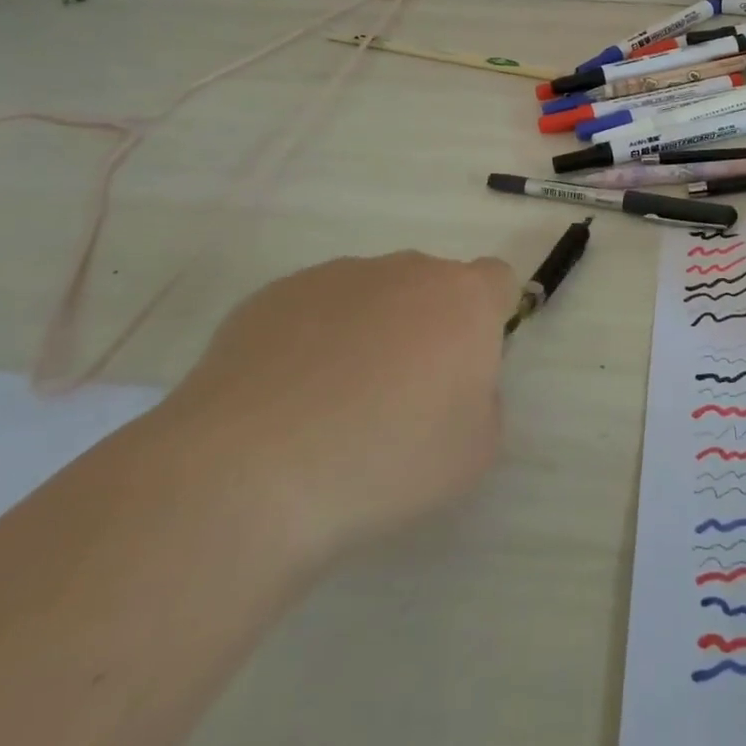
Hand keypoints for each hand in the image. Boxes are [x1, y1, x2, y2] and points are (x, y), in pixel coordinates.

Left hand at [166, 251, 513, 558]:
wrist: (247, 474)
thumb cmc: (385, 462)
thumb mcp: (474, 453)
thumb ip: (483, 403)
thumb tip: (452, 384)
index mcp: (463, 299)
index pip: (498, 281)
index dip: (489, 319)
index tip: (466, 368)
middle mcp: (406, 270)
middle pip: (431, 286)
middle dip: (426, 327)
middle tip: (402, 397)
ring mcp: (334, 276)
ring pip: (370, 295)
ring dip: (368, 332)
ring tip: (331, 407)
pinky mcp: (272, 295)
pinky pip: (311, 311)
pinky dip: (310, 343)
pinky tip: (284, 402)